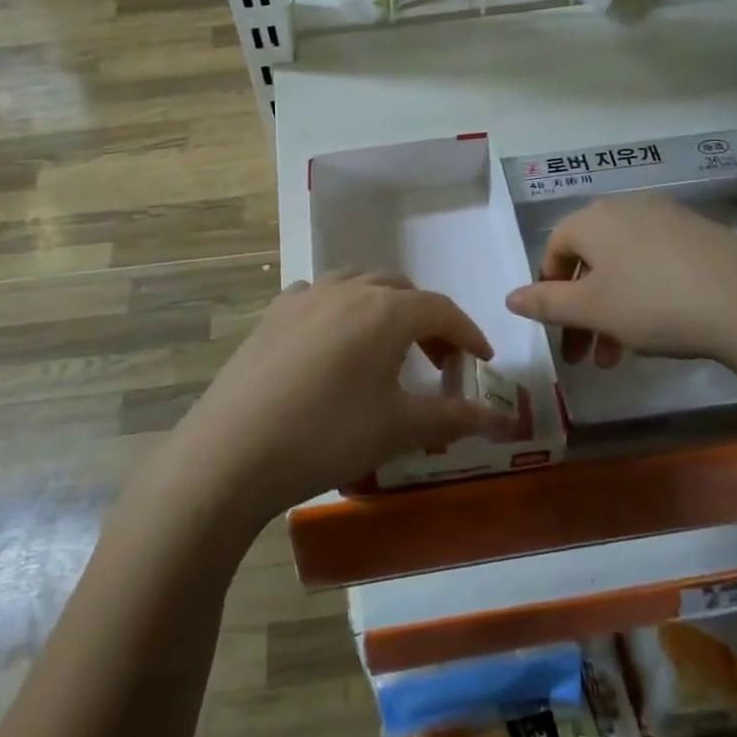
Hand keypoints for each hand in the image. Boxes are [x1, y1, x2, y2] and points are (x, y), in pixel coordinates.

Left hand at [180, 271, 519, 520]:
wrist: (233, 451)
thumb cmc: (328, 435)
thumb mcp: (399, 428)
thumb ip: (454, 418)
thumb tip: (503, 423)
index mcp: (386, 310)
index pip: (442, 310)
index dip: (469, 334)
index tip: (482, 362)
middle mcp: (348, 289)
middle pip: (402, 291)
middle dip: (428, 322)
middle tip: (438, 362)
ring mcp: (305, 296)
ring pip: (360, 286)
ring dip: (385, 309)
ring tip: (389, 349)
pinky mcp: (273, 313)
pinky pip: (320, 297)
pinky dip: (342, 310)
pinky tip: (335, 343)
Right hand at [504, 194, 736, 380]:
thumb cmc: (654, 304)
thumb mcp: (592, 310)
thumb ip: (546, 303)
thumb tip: (510, 298)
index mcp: (593, 219)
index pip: (554, 250)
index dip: (548, 290)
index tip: (557, 330)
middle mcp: (626, 208)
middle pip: (590, 260)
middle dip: (582, 311)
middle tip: (586, 357)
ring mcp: (668, 218)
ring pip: (623, 265)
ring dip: (612, 310)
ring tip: (621, 354)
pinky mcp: (701, 235)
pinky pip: (656, 262)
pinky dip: (645, 294)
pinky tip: (661, 327)